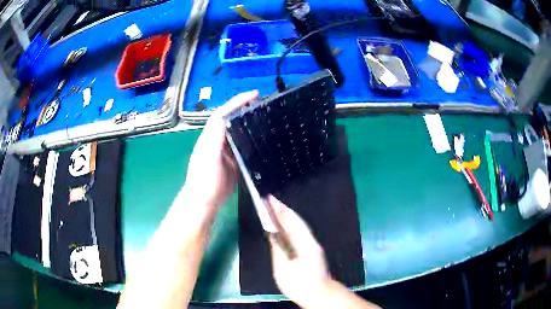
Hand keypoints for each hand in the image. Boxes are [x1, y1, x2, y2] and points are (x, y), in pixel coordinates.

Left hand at [183, 90, 258, 207]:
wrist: (205, 202)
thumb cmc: (205, 180)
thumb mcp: (209, 157)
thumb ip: (215, 137)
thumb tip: (226, 116)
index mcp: (210, 136)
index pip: (224, 113)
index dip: (238, 101)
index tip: (254, 94)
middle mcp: (217, 140)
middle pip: (231, 118)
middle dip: (244, 107)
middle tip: (263, 102)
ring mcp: (225, 150)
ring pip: (237, 130)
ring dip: (249, 120)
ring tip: (265, 114)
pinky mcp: (232, 161)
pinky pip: (242, 144)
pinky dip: (251, 137)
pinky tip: (262, 137)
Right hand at [267, 195, 330, 306]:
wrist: (319, 293)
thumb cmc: (299, 283)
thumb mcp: (282, 268)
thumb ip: (277, 249)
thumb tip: (272, 234)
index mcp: (303, 243)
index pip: (289, 222)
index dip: (278, 210)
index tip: (268, 199)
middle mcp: (310, 240)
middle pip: (296, 221)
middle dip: (283, 209)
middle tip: (270, 199)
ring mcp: (313, 244)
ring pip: (300, 225)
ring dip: (288, 215)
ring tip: (276, 207)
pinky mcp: (313, 249)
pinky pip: (301, 231)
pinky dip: (292, 223)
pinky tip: (286, 224)